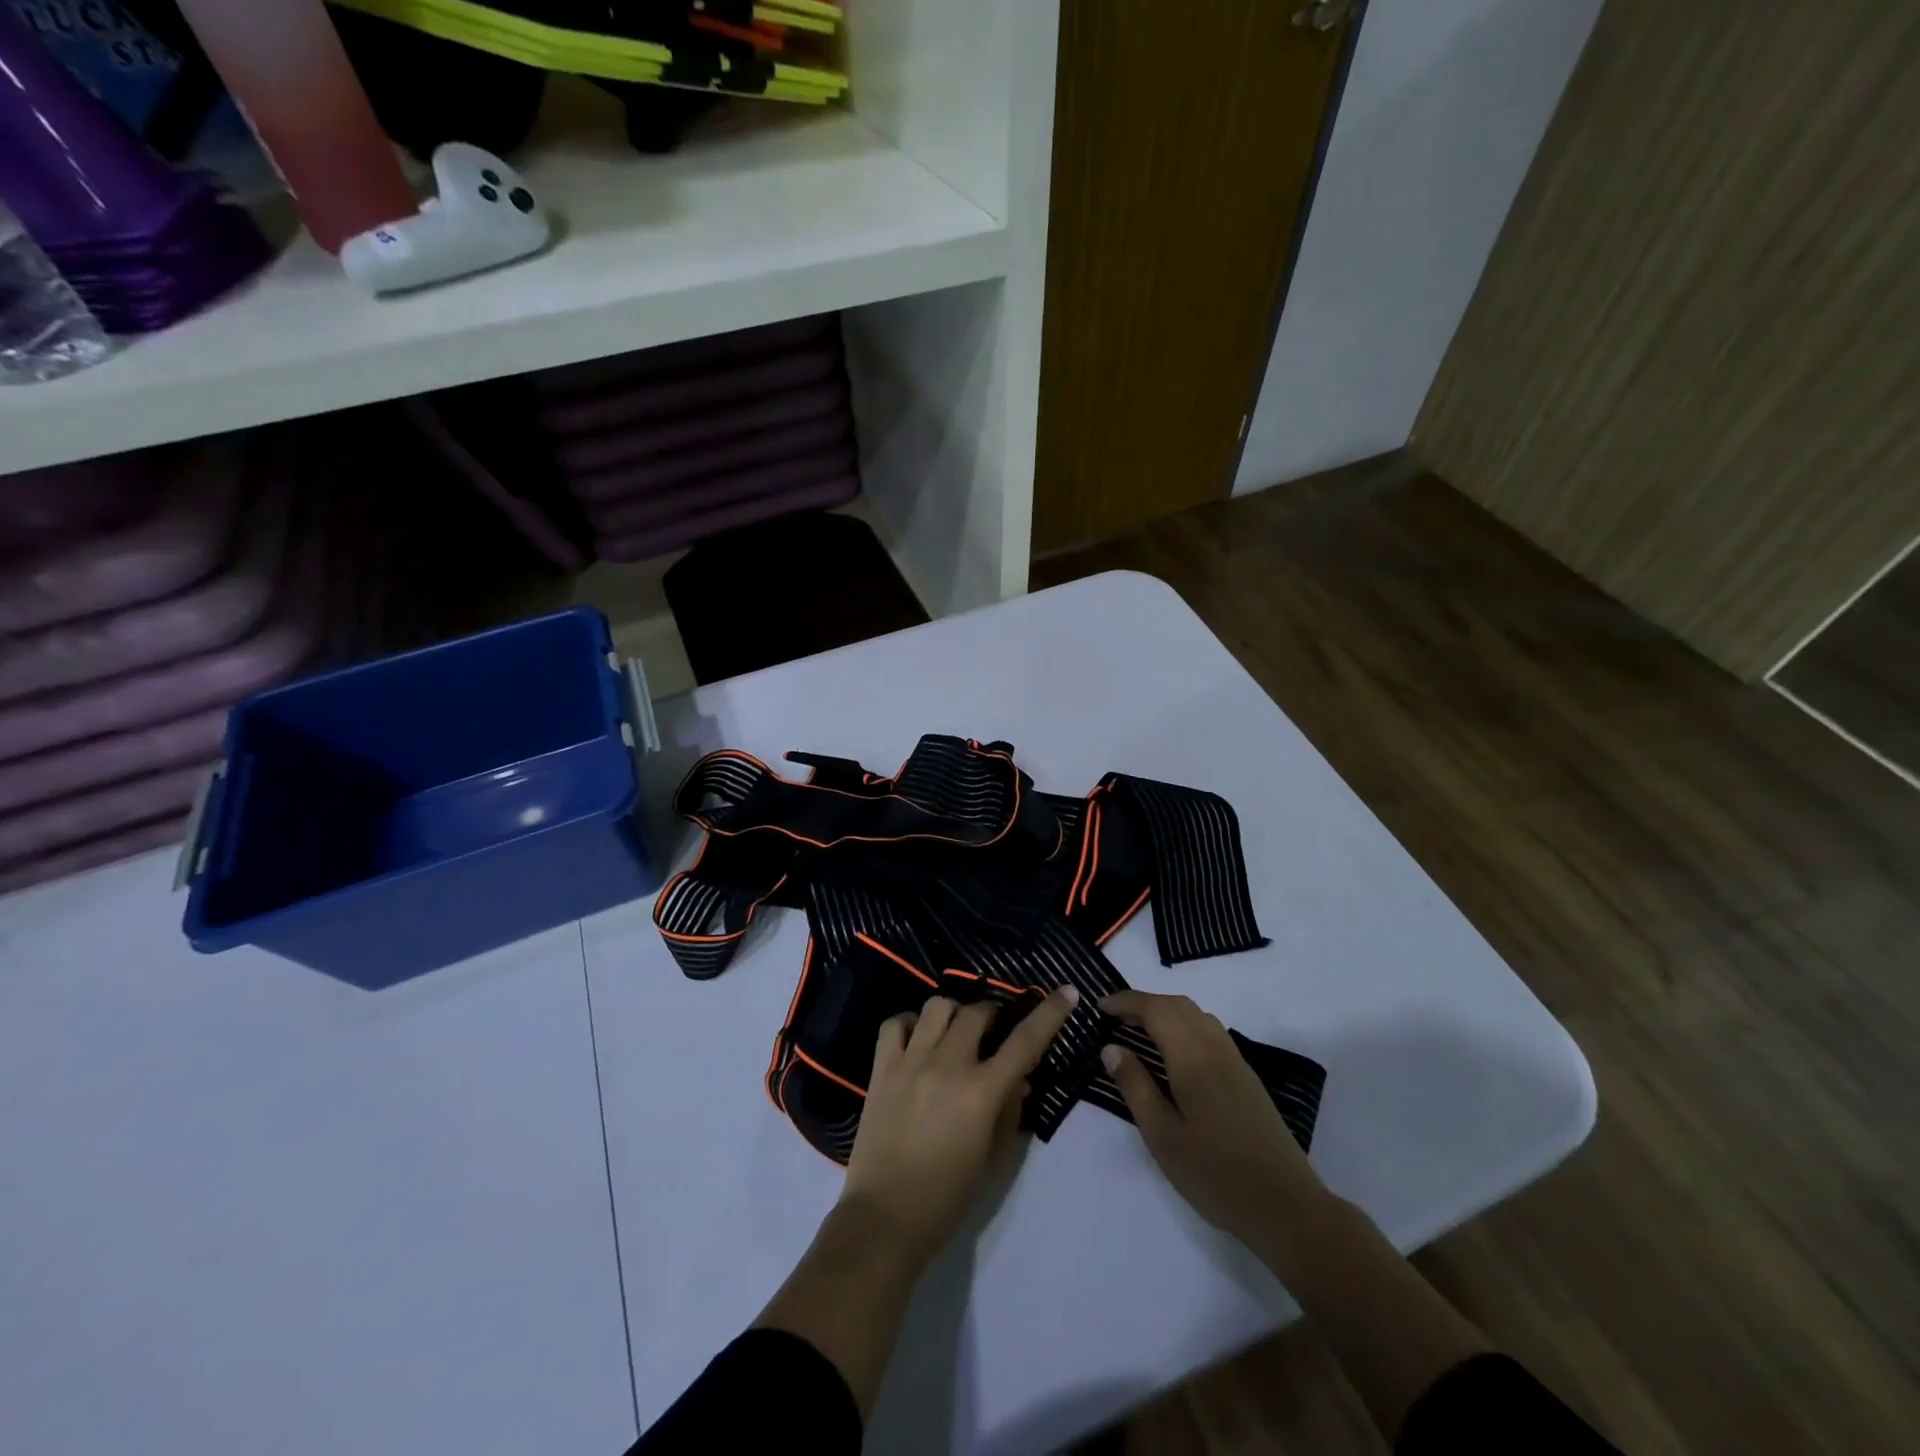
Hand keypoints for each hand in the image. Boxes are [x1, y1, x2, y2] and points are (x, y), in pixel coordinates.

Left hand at [840, 986, 1080, 1262]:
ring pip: (938, 1006)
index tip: (1066, 992)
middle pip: (978, 1013)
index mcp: (982, 1092)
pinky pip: (896, 1023)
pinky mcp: (881, 1067)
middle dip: (993, 1015)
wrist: (884, 1218)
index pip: (1025, 1041)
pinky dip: (911, 1023)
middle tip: (994, 1032)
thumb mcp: (992, 1159)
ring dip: (955, 1013)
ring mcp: (911, 1061)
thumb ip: (1010, 1112)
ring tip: (955, 1033)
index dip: (1050, 1013)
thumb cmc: (947, 1197)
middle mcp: (948, 1065)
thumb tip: (1019, 1079)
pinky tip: (918, 1039)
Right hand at [1100, 990, 1327, 1245]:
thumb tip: (1111, 1048)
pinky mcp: (1246, 1076)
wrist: (1286, 1207)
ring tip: (1139, 1030)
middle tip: (1114, 1017)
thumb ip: (1135, 1087)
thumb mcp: (1163, 1136)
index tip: (1099, 1007)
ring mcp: (1236, 1061)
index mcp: (1192, 1058)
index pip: (1155, 1009)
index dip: (1125, 1002)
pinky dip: (1184, 1024)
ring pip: (1197, 1015)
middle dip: (1143, 1002)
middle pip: (1177, 1004)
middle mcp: (1215, 1048)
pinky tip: (1175, 1052)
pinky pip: (1210, 1031)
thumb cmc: (1215, 1174)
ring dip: (1166, 1011)